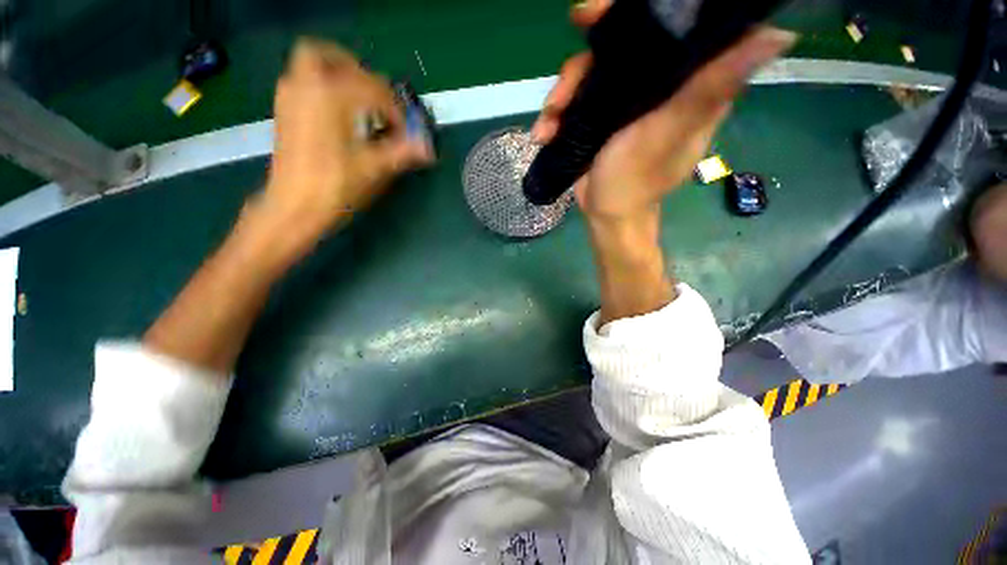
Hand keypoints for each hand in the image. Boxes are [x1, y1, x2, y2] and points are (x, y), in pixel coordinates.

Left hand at [262, 39, 433, 237]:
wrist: (293, 208)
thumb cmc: (334, 186)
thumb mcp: (374, 169)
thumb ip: (403, 152)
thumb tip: (429, 148)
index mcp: (330, 95)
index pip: (373, 88)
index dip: (395, 108)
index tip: (406, 129)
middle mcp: (305, 86)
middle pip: (326, 56)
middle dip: (356, 71)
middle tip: (377, 95)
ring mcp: (289, 99)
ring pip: (311, 67)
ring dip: (338, 77)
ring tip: (361, 104)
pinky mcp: (284, 114)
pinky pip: (304, 84)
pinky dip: (324, 89)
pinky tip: (341, 116)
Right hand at [532, 0, 794, 224]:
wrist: (606, 215)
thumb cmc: (636, 181)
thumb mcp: (669, 133)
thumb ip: (709, 88)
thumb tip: (777, 34)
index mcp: (687, 83)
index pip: (677, 28)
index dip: (643, 9)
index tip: (603, 10)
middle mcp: (657, 85)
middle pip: (622, 45)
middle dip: (587, 55)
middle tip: (567, 60)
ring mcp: (623, 102)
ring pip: (591, 73)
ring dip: (562, 93)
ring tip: (548, 123)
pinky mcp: (599, 118)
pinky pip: (575, 101)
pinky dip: (556, 114)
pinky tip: (544, 132)